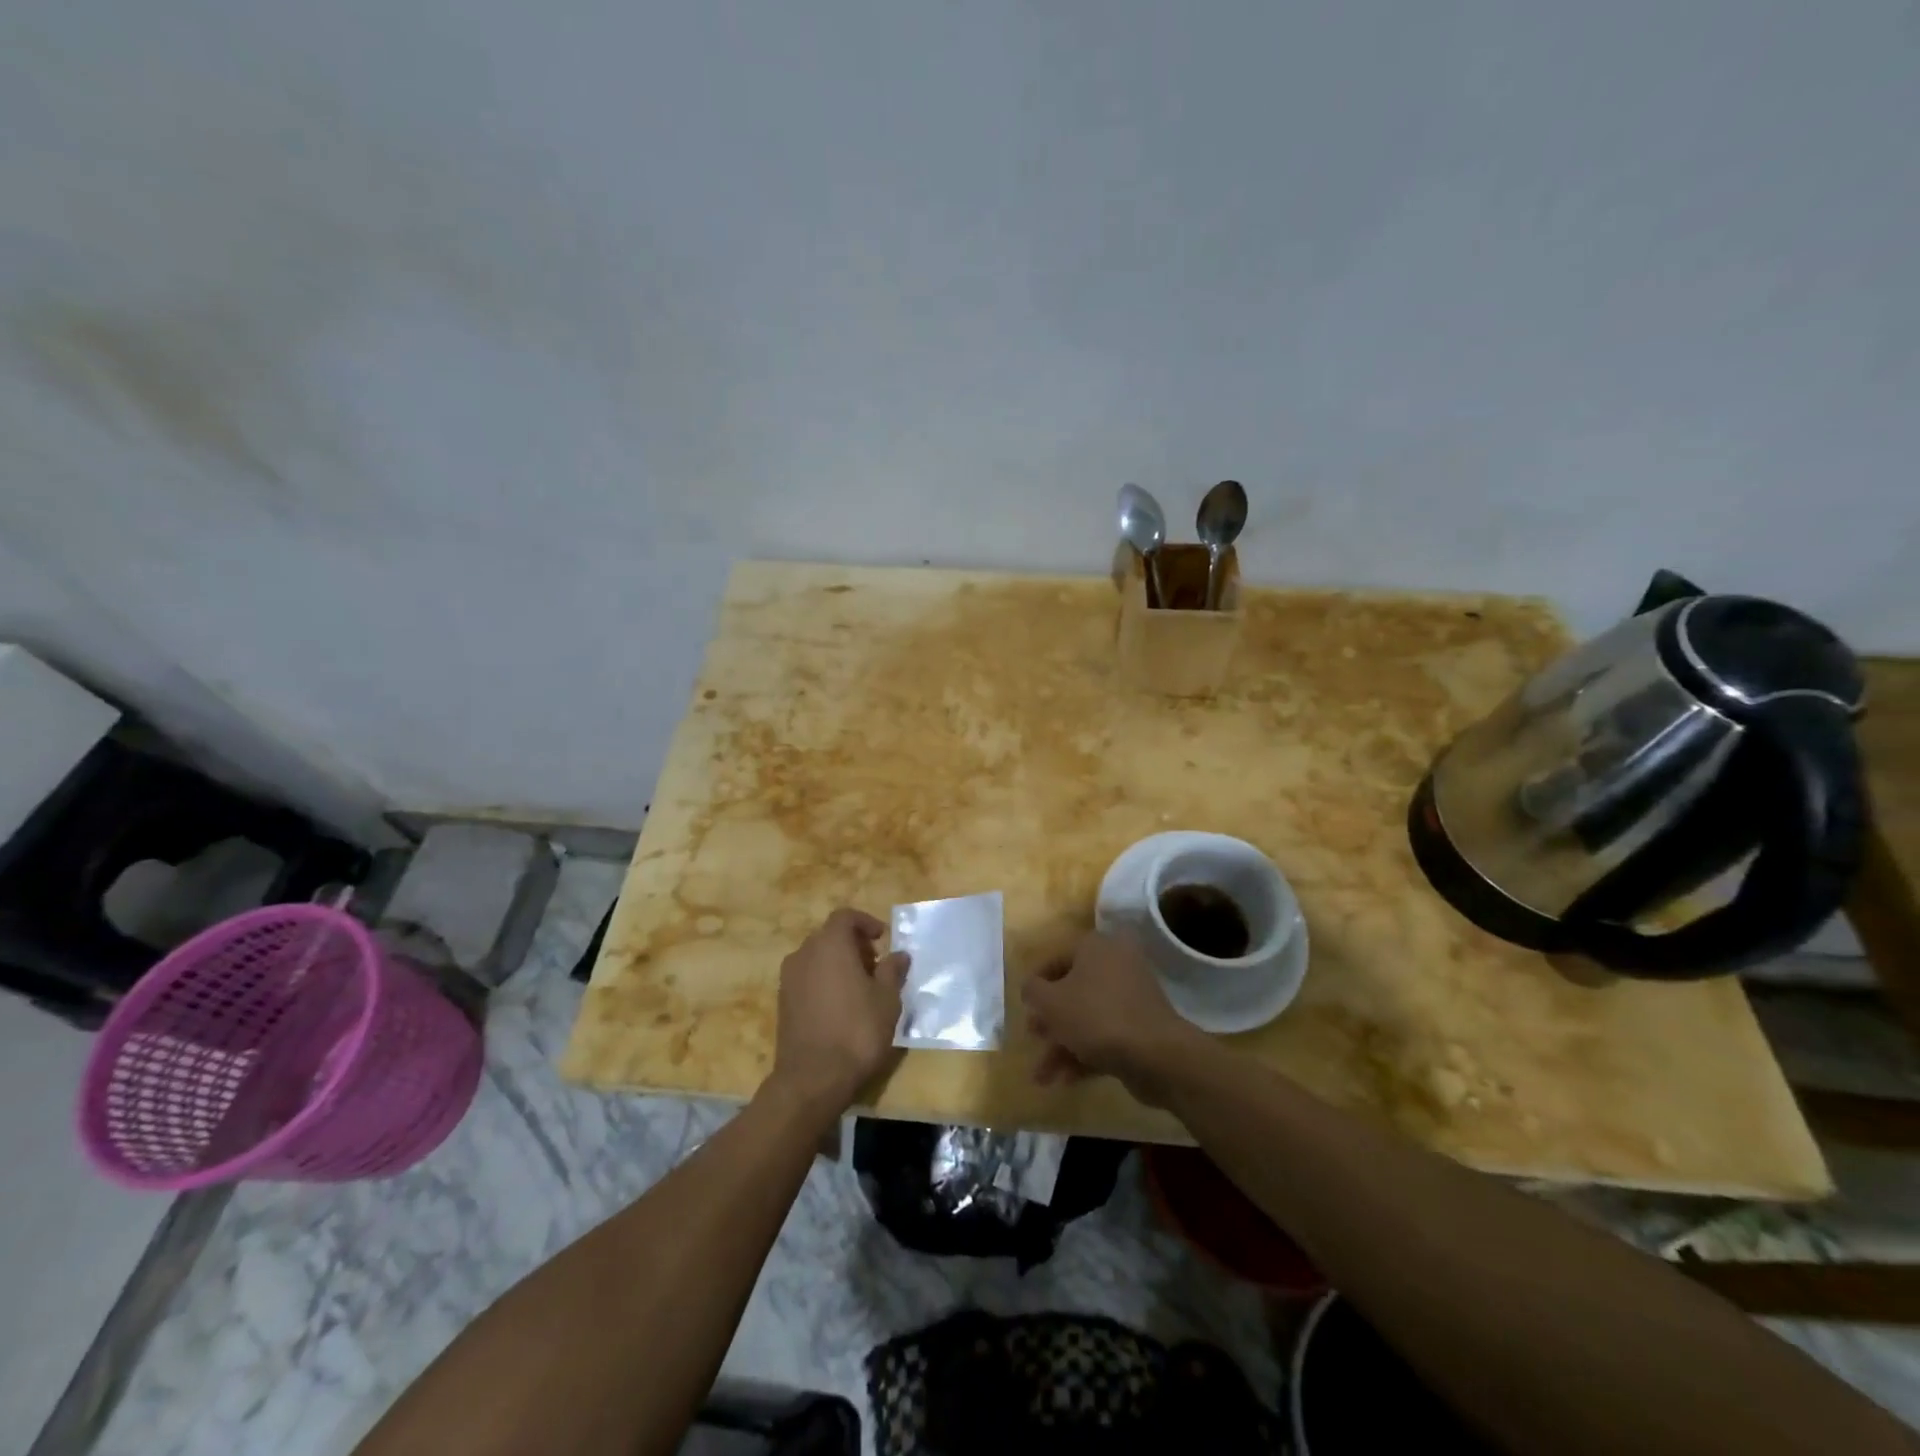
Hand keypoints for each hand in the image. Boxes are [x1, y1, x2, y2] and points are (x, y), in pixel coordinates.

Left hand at [768, 908, 908, 1115]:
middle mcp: (804, 954)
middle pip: (829, 936)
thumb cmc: (857, 1031)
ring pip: (816, 958)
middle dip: (853, 944)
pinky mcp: (783, 1002)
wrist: (812, 1079)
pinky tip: (841, 1006)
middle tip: (875, 965)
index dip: (865, 923)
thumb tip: (899, 954)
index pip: (845, 917)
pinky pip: (807, 978)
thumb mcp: (887, 1000)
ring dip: (838, 963)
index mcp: (830, 945)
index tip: (883, 938)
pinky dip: (824, 981)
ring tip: (861, 988)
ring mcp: (789, 979)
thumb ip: (892, 971)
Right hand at [1022, 931, 1202, 1105]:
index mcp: (1095, 948)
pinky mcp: (1140, 1027)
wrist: (1155, 1054)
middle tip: (1033, 1038)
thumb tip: (1030, 987)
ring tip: (1042, 1077)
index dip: (1036, 982)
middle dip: (1049, 1020)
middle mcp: (1115, 965)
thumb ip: (1033, 990)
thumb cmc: (1096, 1016)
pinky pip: (1105, 1035)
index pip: (1057, 958)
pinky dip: (1084, 1055)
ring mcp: (1131, 998)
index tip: (1024, 1006)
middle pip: (1073, 990)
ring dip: (1062, 1046)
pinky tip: (1064, 1081)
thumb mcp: (1051, 1002)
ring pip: (1087, 1017)